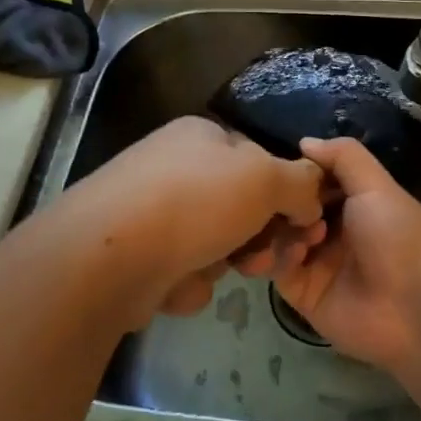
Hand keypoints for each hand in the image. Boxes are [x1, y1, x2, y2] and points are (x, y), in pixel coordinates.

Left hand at [65, 117, 326, 319]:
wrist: (108, 258)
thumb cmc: (195, 203)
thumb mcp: (266, 179)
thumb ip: (301, 183)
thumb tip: (312, 198)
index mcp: (201, 136)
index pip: (259, 160)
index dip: (286, 193)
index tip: (303, 225)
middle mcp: (174, 168)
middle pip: (239, 206)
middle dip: (257, 237)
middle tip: (265, 259)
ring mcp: (151, 212)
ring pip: (215, 243)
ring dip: (223, 262)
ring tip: (212, 269)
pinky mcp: (135, 255)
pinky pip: (183, 270)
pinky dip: (187, 281)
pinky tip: (174, 283)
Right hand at [273, 136, 420, 373]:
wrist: (417, 309)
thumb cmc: (399, 237)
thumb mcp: (377, 186)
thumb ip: (344, 157)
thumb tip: (304, 142)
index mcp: (354, 202)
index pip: (313, 181)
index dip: (295, 172)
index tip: (274, 165)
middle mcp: (333, 230)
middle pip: (290, 208)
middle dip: (279, 201)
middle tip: (270, 197)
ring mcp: (317, 263)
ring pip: (278, 237)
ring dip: (275, 228)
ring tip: (281, 225)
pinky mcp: (303, 294)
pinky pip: (277, 269)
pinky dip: (277, 256)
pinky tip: (291, 252)